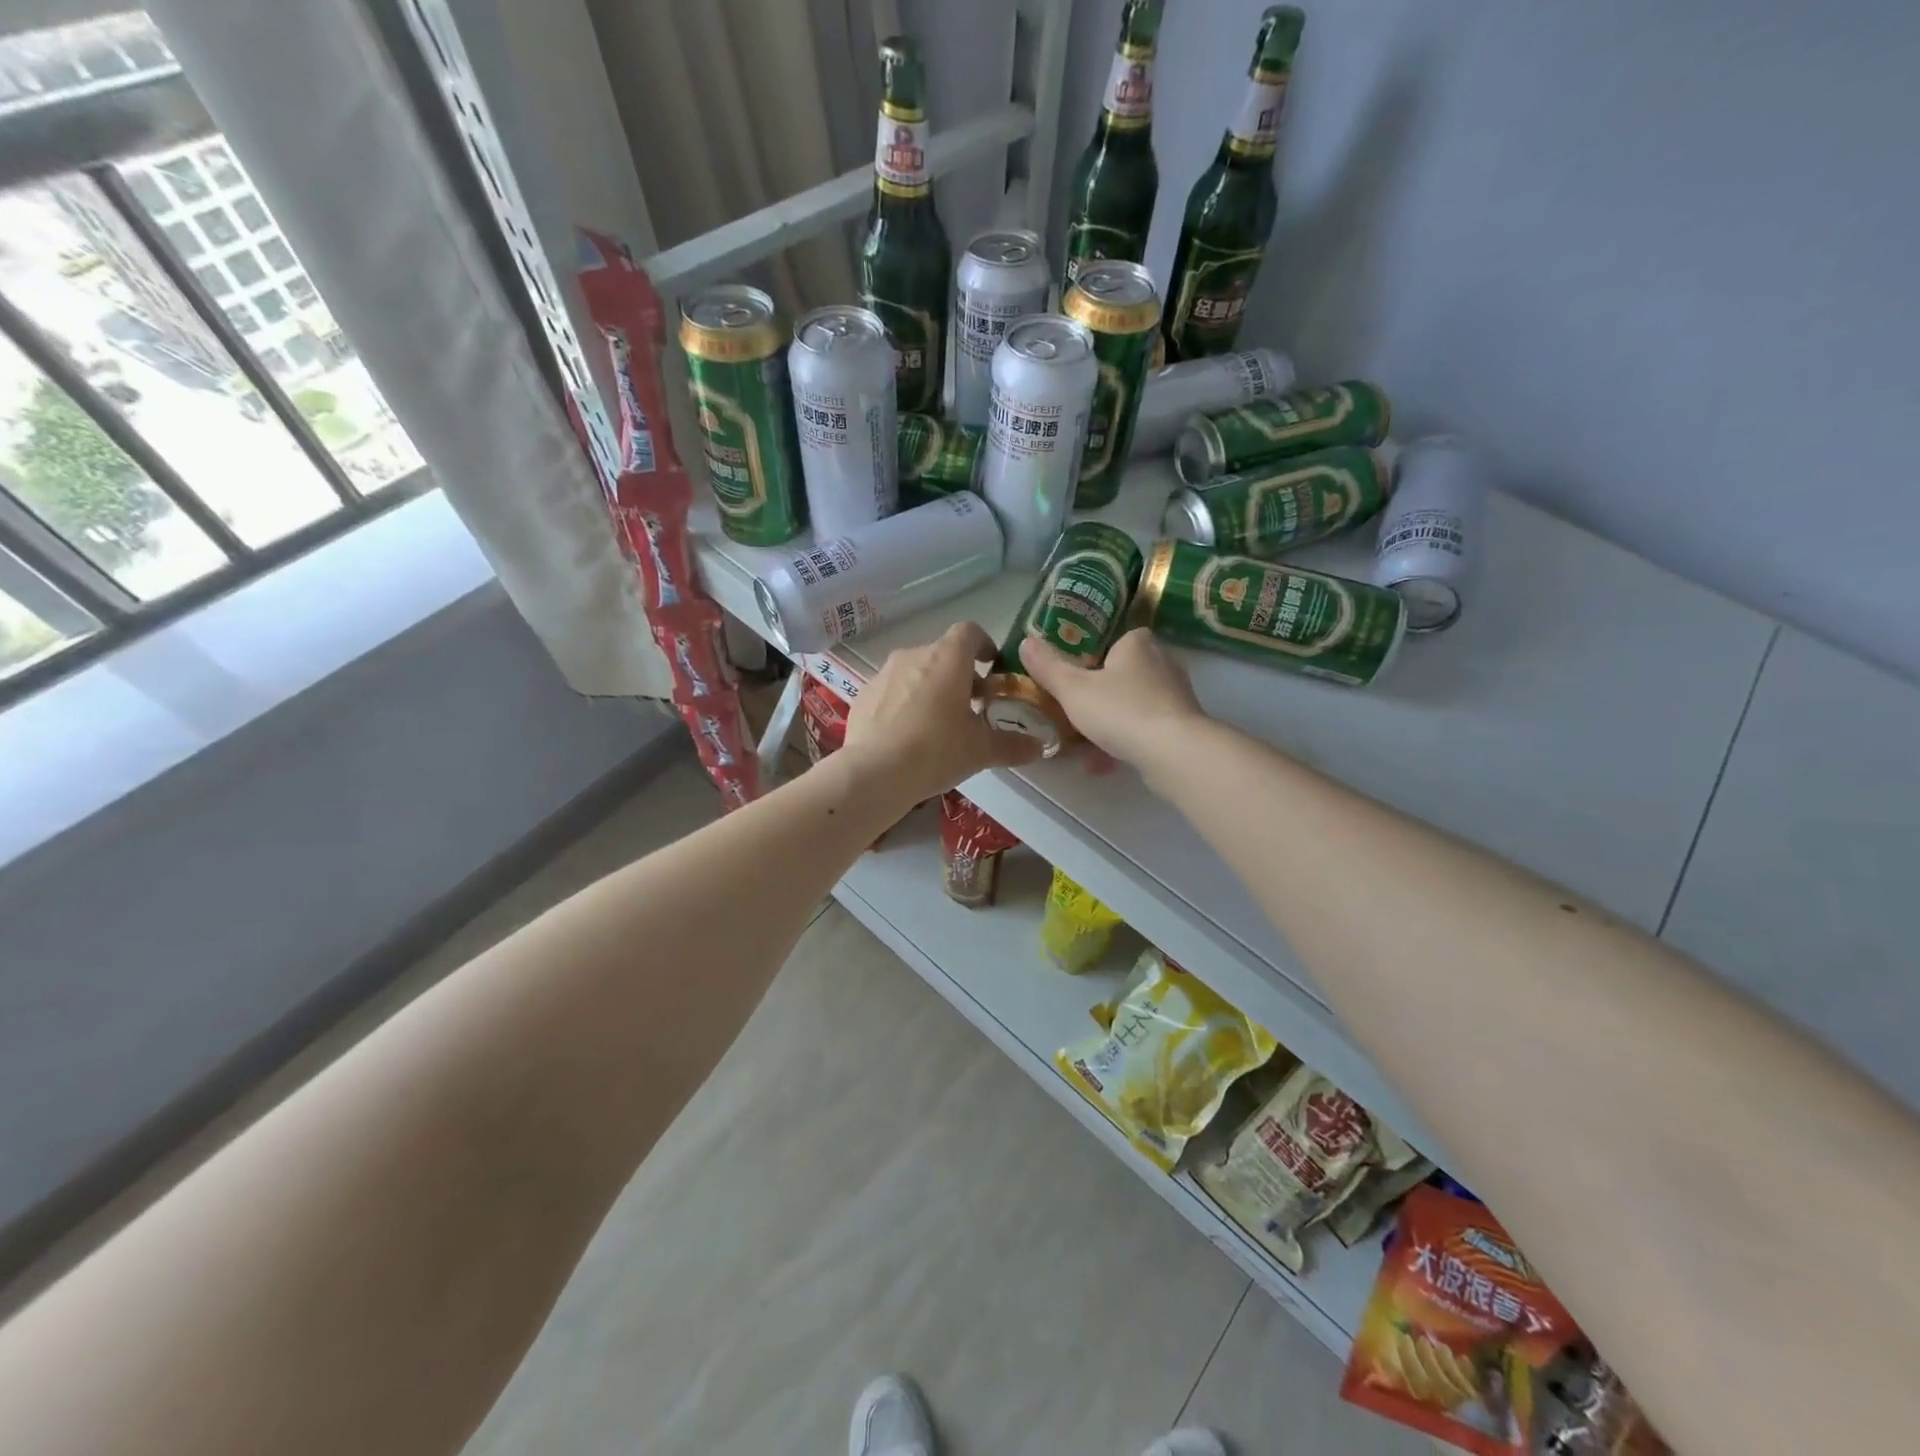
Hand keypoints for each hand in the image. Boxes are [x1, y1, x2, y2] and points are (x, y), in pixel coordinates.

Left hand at [843, 622, 1042, 803]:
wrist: (873, 773)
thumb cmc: (935, 751)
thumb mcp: (980, 751)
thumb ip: (1012, 745)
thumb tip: (1040, 747)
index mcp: (947, 658)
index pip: (969, 632)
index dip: (984, 645)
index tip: (991, 666)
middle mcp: (914, 655)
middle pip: (942, 654)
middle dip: (960, 675)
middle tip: (971, 707)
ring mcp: (884, 673)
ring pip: (915, 671)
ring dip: (931, 688)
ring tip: (938, 723)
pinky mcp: (863, 694)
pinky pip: (892, 690)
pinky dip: (904, 703)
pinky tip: (907, 735)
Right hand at [1019, 628, 1206, 771]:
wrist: (1173, 751)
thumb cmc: (1120, 710)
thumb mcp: (1072, 689)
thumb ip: (1049, 667)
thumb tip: (1026, 642)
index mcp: (1137, 644)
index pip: (1119, 638)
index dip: (1098, 654)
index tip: (1078, 674)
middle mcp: (1162, 663)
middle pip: (1126, 673)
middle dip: (1103, 692)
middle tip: (1077, 709)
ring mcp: (1176, 696)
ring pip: (1136, 704)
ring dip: (1112, 722)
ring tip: (1085, 744)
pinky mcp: (1183, 726)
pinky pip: (1146, 729)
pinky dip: (1125, 742)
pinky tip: (1102, 764)